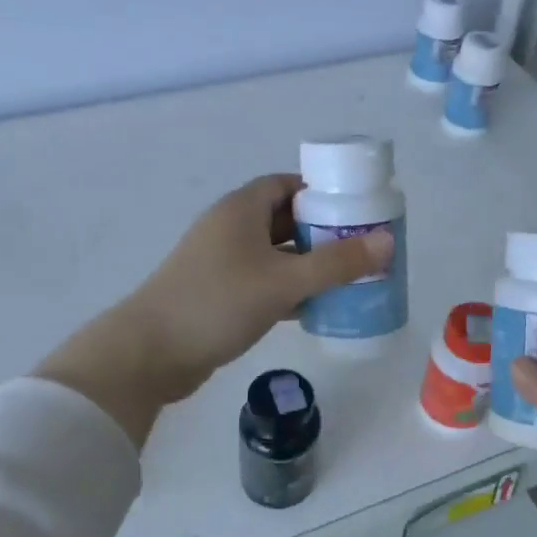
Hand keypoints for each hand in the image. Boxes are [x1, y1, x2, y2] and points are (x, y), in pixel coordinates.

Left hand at [36, 175, 391, 444]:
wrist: (150, 352)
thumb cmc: (217, 303)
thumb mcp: (284, 281)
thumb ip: (336, 263)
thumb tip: (386, 242)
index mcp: (241, 209)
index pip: (287, 184)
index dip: (322, 193)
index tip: (357, 211)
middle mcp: (230, 228)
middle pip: (285, 219)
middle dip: (322, 232)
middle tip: (361, 249)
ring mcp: (221, 263)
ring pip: (275, 255)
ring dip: (307, 265)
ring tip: (348, 279)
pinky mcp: (218, 294)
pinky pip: (263, 282)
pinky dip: (288, 290)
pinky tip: (315, 309)